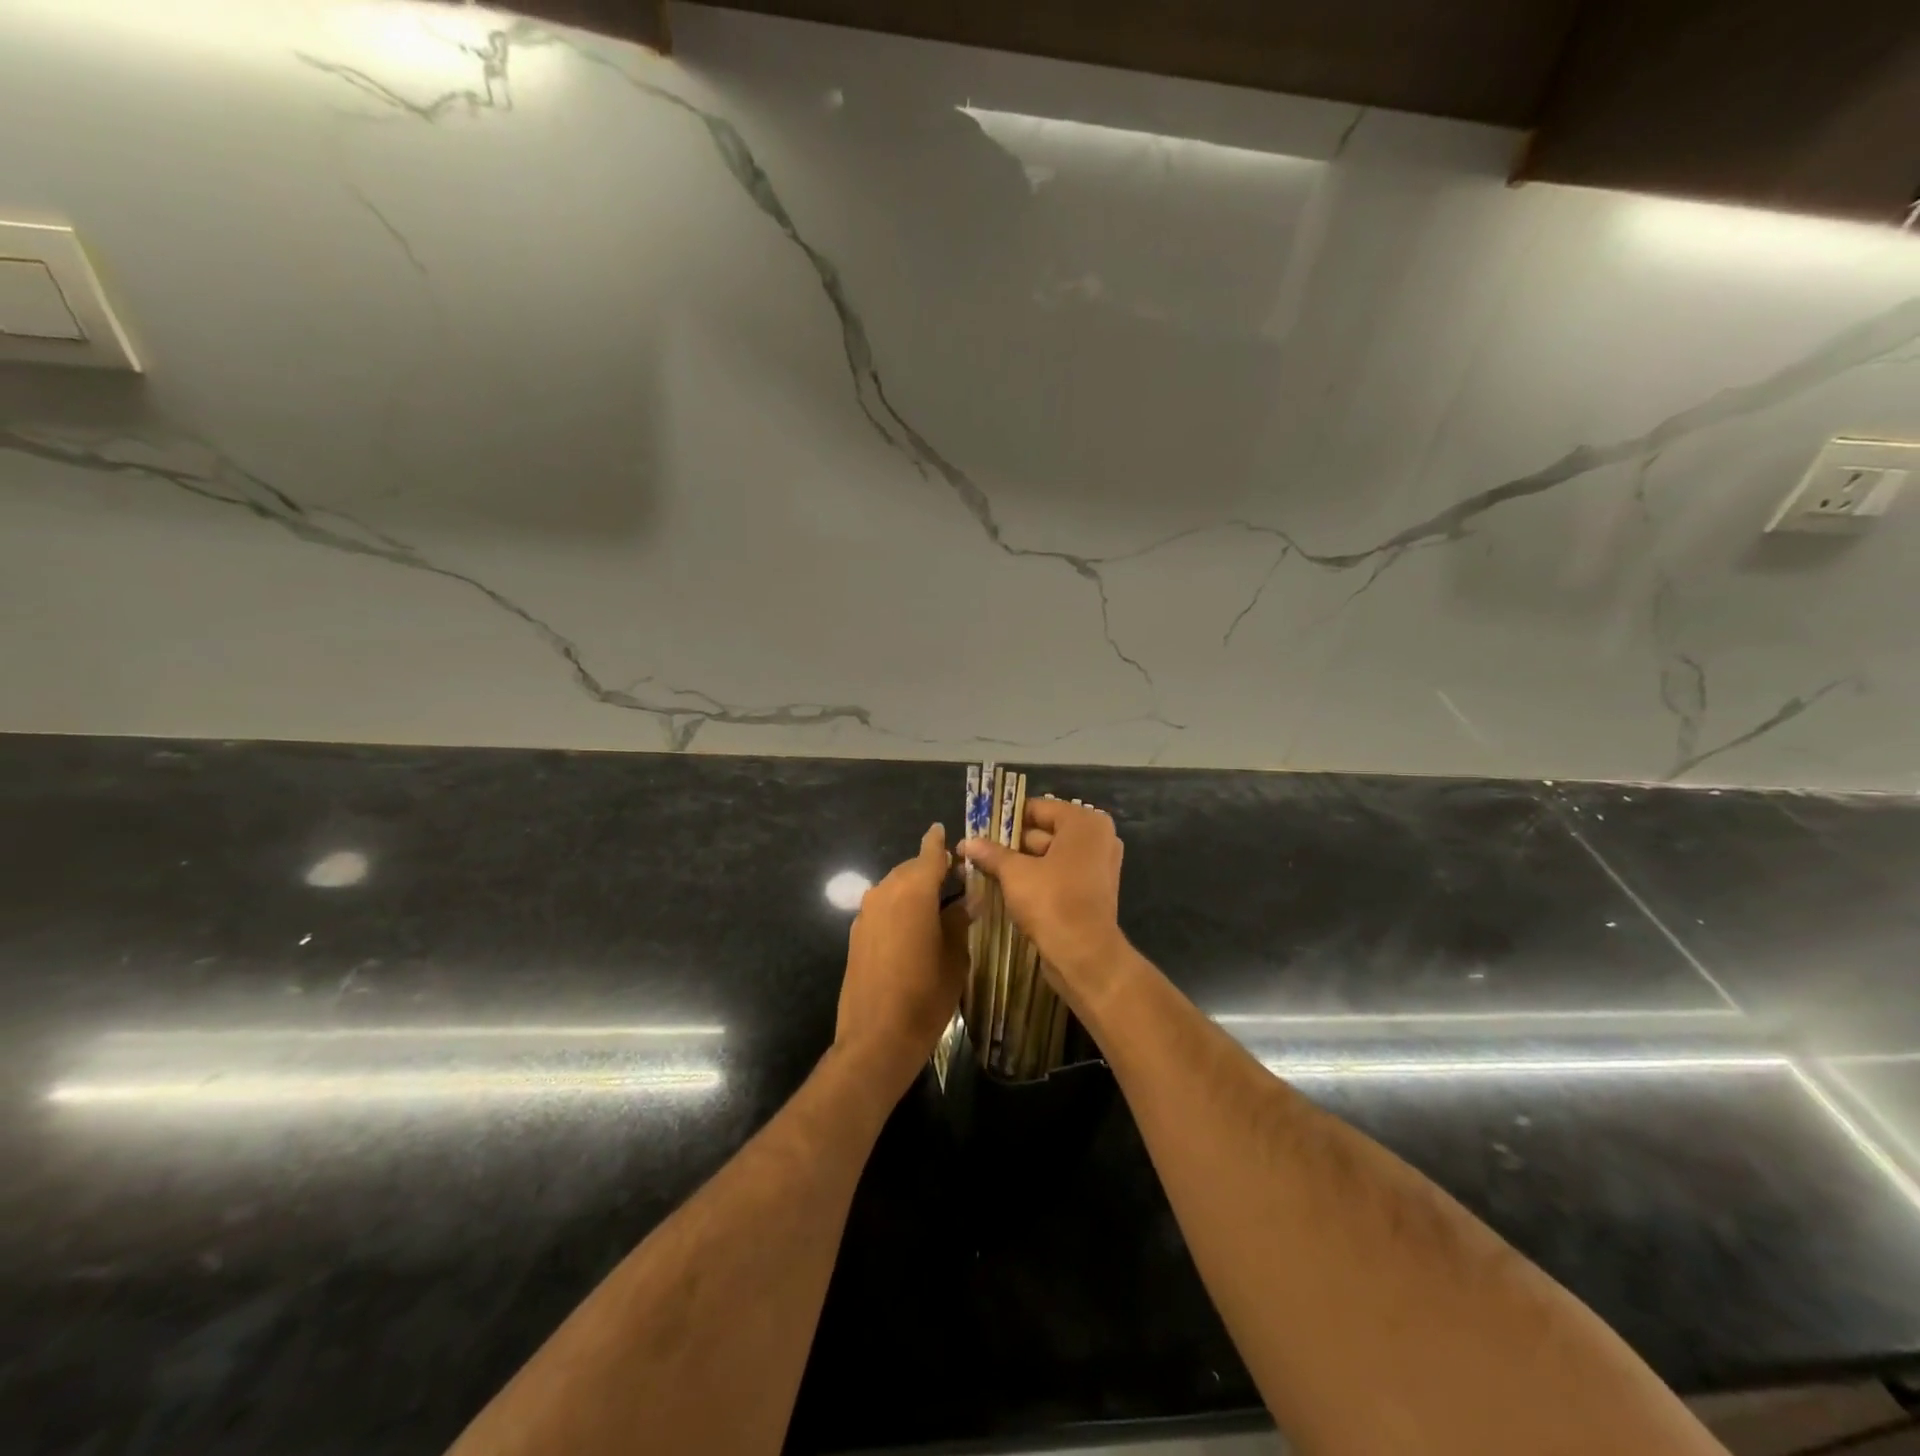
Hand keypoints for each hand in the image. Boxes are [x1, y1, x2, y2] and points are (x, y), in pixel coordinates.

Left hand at [836, 824, 967, 1096]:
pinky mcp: (856, 934)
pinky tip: (914, 926)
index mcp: (914, 892)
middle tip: (956, 879)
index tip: (944, 830)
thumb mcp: (955, 958)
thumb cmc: (925, 997)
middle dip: (931, 869)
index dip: (939, 842)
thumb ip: (959, 921)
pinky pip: (882, 907)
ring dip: (914, 888)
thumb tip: (967, 900)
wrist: (876, 1038)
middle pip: (911, 869)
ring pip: (895, 887)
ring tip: (937, 903)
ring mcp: (866, 913)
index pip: (930, 854)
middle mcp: (885, 893)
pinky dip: (899, 906)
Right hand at [959, 798, 1128, 1006]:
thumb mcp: (1015, 873)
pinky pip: (1058, 876)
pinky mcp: (1091, 891)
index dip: (1005, 819)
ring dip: (1018, 864)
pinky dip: (1035, 879)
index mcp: (1084, 823)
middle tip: (976, 852)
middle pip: (1043, 832)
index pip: (1037, 808)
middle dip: (1009, 844)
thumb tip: (967, 842)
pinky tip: (1003, 887)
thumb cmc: (1052, 901)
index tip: (979, 829)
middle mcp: (1096, 839)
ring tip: (982, 869)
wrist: (1084, 955)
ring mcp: (1097, 866)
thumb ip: (992, 853)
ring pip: (1049, 857)